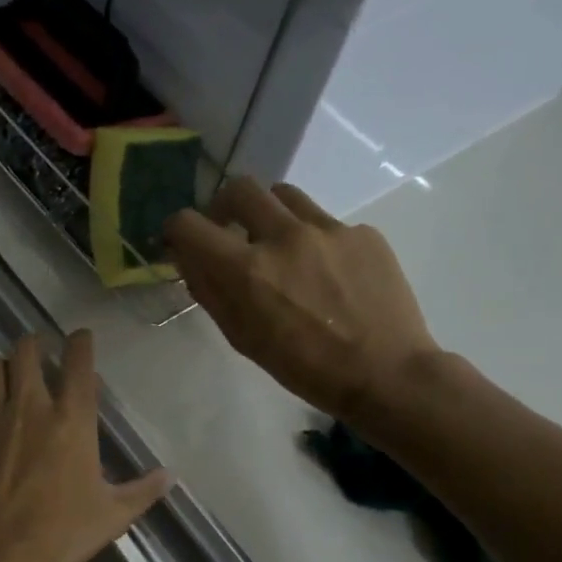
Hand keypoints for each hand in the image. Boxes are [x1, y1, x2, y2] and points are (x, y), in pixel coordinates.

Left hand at [0, 331, 172, 561]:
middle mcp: (29, 407)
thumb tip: (169, 475)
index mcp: (72, 419)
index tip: (80, 337)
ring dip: (1, 369)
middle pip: (26, 352)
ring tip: (5, 377)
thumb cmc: (60, 533)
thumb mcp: (112, 516)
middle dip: (33, 345)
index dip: (81, 343)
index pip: (79, 363)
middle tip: (37, 351)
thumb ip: (142, 491)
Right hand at [164, 178, 440, 426]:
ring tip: (278, 246)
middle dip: (223, 207)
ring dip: (268, 215)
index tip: (183, 243)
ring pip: (283, 195)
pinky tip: (325, 273)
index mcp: (246, 270)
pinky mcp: (363, 233)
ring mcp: (329, 230)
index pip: (189, 224)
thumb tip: (190, 260)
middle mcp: (284, 237)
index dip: (177, 231)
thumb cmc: (302, 367)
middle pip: (239, 189)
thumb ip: (211, 292)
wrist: (384, 372)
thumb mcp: (242, 337)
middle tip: (228, 231)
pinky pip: (324, 222)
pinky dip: (312, 239)